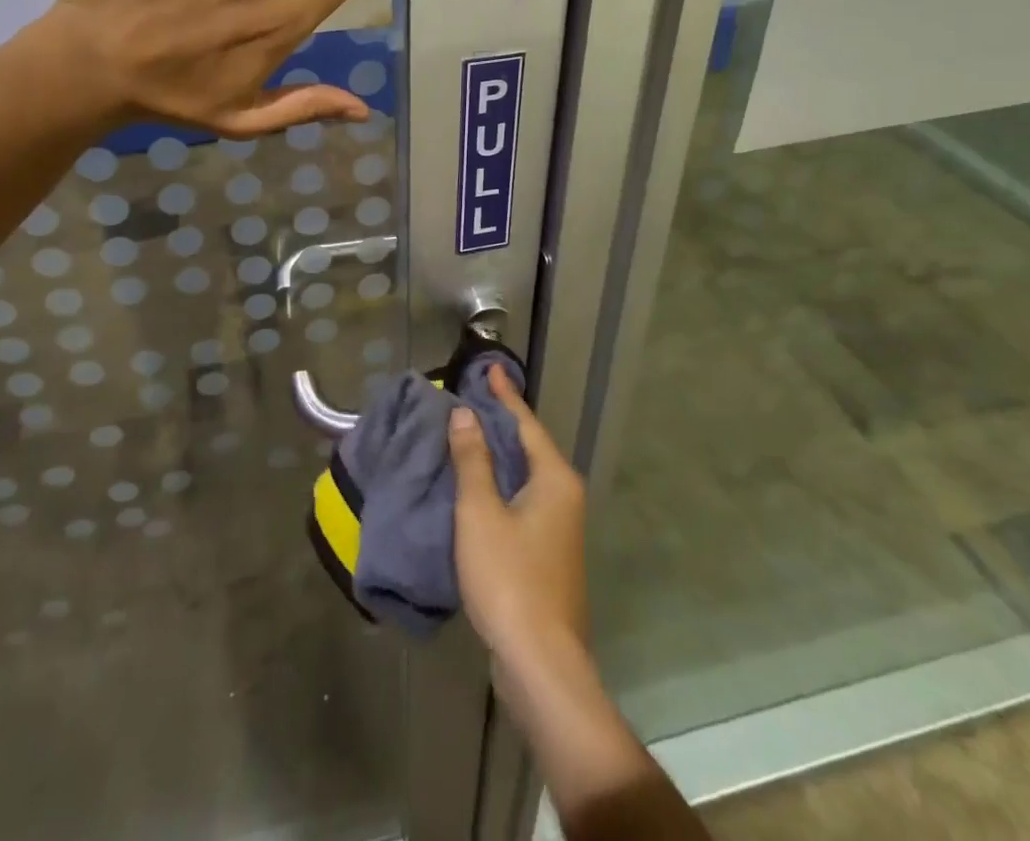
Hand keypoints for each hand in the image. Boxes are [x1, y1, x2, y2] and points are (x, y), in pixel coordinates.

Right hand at [448, 364, 588, 676]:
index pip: (526, 422)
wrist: (540, 663)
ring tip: (467, 434)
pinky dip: (500, 483)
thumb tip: (466, 415)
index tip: (489, 368)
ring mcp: (559, 528)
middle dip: (501, 421)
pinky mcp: (548, 553)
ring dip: (498, 454)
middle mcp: (564, 497)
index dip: (504, 395)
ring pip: (525, 475)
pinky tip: (476, 486)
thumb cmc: (509, 578)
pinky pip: (522, 500)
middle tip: (471, 397)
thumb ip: (472, 461)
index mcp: (554, 479)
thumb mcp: (480, 512)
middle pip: (528, 446)